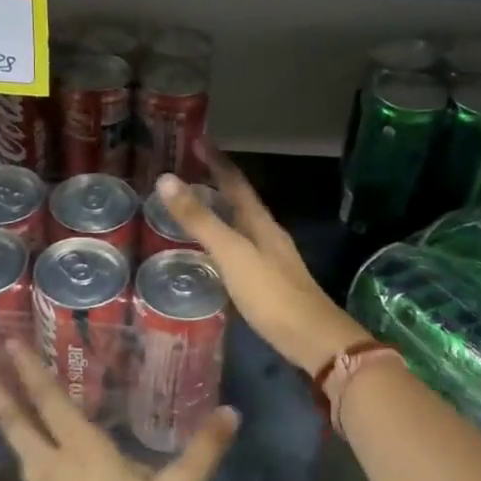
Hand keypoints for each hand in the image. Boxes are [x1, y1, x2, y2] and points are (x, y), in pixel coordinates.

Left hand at [0, 343, 238, 480]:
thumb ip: (202, 451)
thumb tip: (231, 411)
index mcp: (84, 452)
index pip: (49, 399)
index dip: (28, 368)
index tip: (6, 339)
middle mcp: (53, 464)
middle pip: (16, 417)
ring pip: (16, 441)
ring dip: (4, 409)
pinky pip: (26, 464)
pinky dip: (21, 440)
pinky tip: (30, 444)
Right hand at [156, 155, 367, 374]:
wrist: (313, 339)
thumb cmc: (272, 294)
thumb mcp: (232, 254)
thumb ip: (200, 220)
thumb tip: (166, 179)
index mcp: (260, 223)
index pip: (235, 182)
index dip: (216, 161)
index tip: (197, 141)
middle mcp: (268, 235)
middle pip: (240, 201)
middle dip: (216, 184)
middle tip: (186, 173)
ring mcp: (271, 259)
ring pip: (241, 226)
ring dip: (219, 213)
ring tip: (192, 208)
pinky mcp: (268, 283)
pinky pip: (240, 250)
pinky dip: (222, 241)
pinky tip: (211, 254)